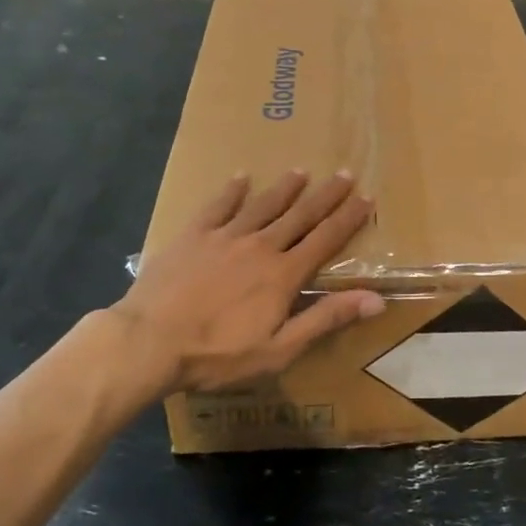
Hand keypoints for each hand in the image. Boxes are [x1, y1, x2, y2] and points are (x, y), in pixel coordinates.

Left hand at [112, 171, 383, 395]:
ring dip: (285, 188)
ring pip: (263, 205)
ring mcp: (225, 237)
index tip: (366, 197)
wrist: (149, 342)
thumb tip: (376, 299)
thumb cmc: (217, 354)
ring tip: (301, 171)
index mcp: (283, 274)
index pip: (325, 239)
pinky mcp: (193, 236)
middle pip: (300, 215)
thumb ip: (326, 319)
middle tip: (345, 173)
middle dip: (326, 195)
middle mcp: (260, 246)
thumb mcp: (279, 349)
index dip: (348, 218)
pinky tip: (240, 178)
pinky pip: (218, 206)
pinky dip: (232, 191)